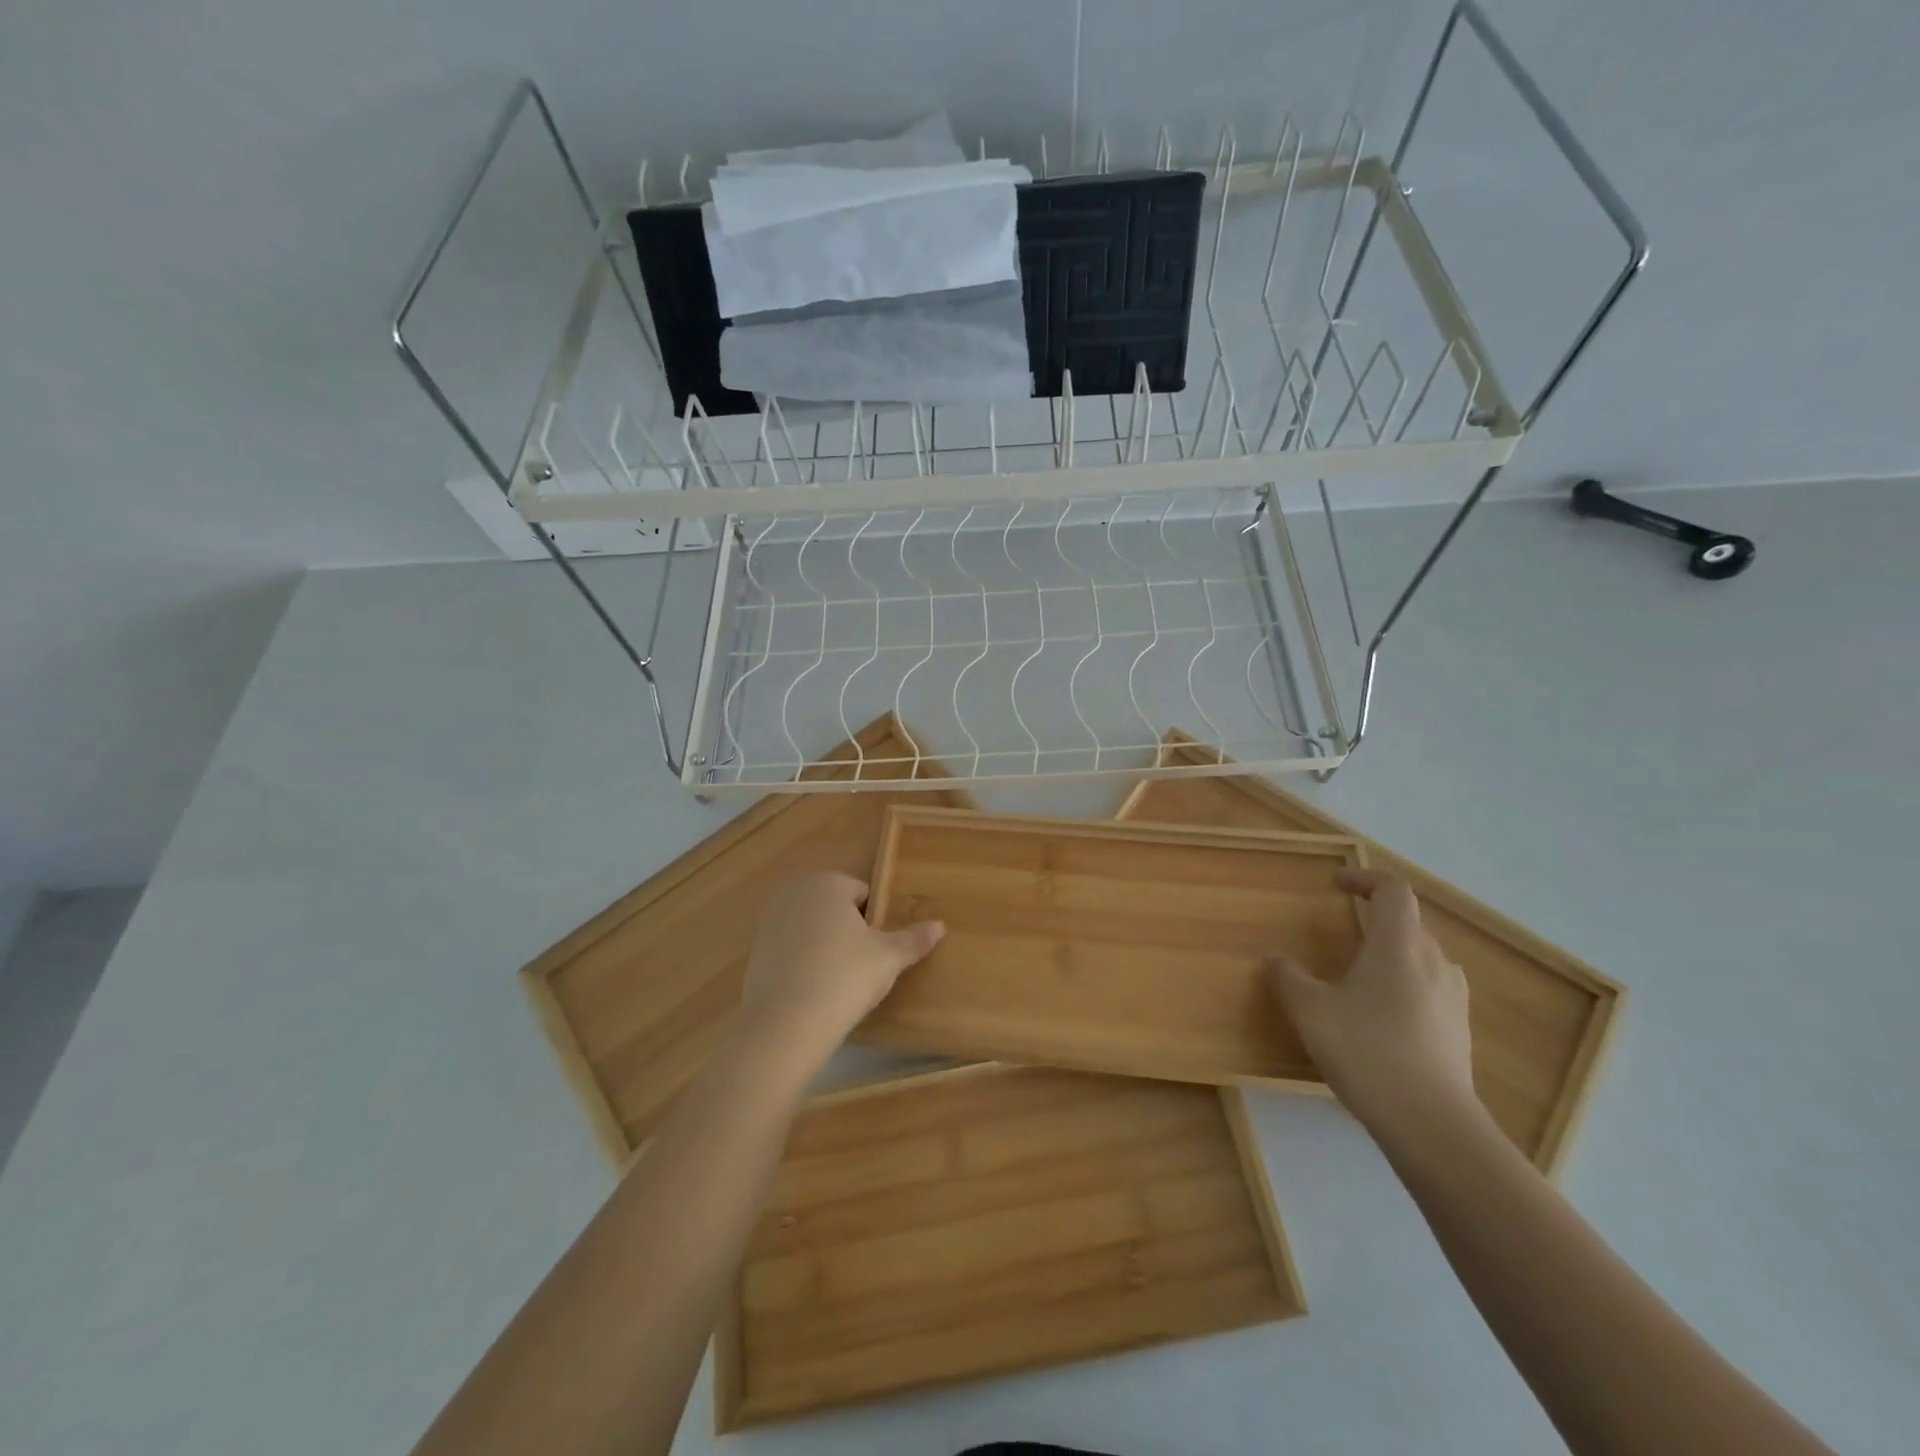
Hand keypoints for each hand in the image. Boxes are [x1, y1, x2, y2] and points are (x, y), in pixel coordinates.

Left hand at [738, 872, 943, 1067]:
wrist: (785, 1025)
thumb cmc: (845, 977)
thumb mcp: (888, 958)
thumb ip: (914, 939)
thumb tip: (940, 925)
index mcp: (827, 883)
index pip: (861, 893)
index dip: (875, 922)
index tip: (877, 951)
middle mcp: (793, 893)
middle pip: (833, 908)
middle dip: (848, 931)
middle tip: (861, 967)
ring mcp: (769, 922)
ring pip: (811, 930)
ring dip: (824, 947)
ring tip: (838, 982)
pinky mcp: (754, 953)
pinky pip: (790, 952)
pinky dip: (802, 964)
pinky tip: (812, 993)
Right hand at [1268, 869, 1481, 1141]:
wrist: (1432, 1124)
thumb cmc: (1366, 1050)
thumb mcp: (1310, 1010)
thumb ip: (1289, 978)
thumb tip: (1274, 959)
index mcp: (1399, 945)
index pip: (1392, 891)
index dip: (1364, 878)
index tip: (1337, 883)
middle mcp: (1434, 962)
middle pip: (1409, 923)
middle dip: (1376, 917)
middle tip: (1345, 927)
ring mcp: (1453, 998)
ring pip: (1423, 958)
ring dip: (1393, 953)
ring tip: (1362, 973)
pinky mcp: (1459, 1031)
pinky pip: (1431, 990)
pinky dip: (1406, 986)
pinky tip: (1383, 1015)